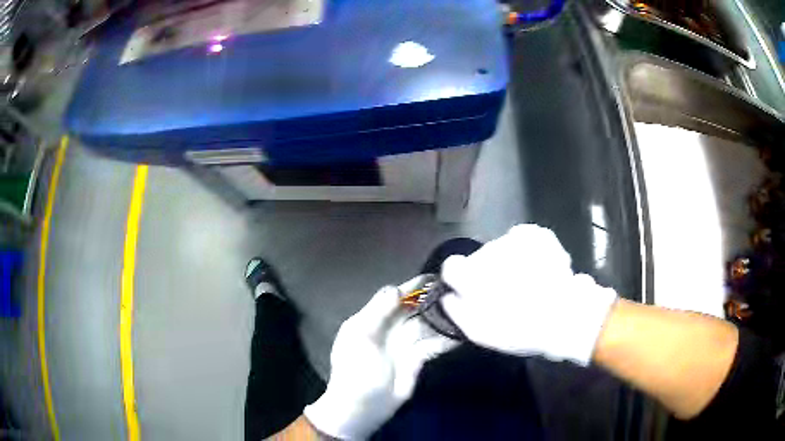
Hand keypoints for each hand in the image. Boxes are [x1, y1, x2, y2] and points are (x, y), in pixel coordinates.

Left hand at [304, 277, 456, 438]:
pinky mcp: (418, 360)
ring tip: (467, 308)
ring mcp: (405, 345)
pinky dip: (446, 339)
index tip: (436, 277)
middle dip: (432, 300)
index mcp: (372, 319)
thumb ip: (377, 311)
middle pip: (414, 309)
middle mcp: (390, 328)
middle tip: (459, 290)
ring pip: (427, 325)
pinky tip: (463, 333)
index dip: (413, 287)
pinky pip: (434, 345)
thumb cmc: (356, 369)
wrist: (363, 406)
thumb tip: (397, 288)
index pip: (395, 297)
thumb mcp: (360, 337)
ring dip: (443, 318)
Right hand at [441, 224, 617, 364]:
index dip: (459, 279)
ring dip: (509, 262)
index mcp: (471, 276)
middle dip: (488, 271)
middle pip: (479, 258)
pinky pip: (523, 236)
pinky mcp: (538, 234)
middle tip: (506, 291)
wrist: (566, 317)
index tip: (470, 290)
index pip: (452, 267)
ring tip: (528, 281)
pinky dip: (527, 247)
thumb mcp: (479, 332)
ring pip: (502, 248)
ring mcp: (516, 241)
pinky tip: (537, 264)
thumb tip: (448, 296)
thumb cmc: (520, 330)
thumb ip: (457, 311)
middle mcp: (489, 251)